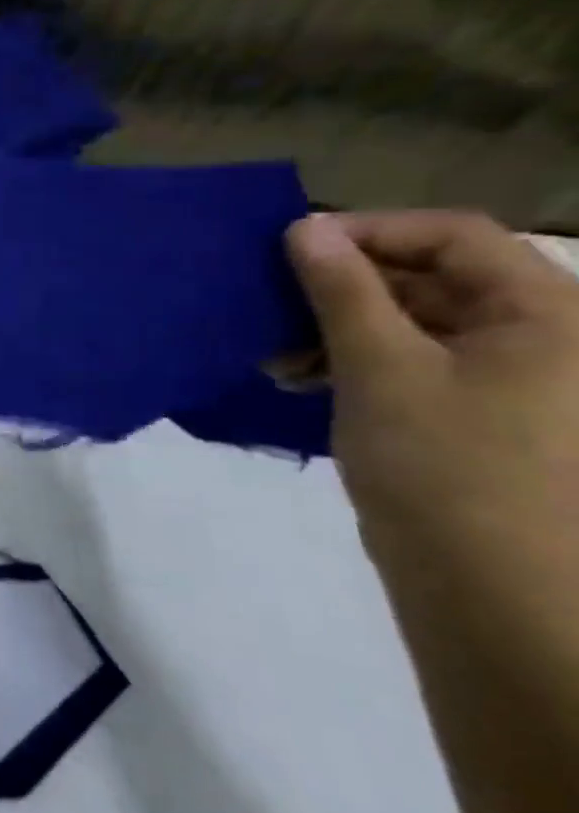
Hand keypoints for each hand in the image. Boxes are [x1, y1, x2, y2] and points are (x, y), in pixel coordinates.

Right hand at [285, 211, 578, 579]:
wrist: (492, 584)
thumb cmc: (445, 463)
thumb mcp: (381, 367)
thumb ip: (342, 291)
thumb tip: (304, 228)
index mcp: (544, 312)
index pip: (453, 235)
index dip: (368, 231)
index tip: (287, 250)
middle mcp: (536, 334)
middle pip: (430, 277)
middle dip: (340, 288)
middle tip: (269, 308)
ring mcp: (506, 377)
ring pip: (411, 322)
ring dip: (336, 328)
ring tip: (278, 357)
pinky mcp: (471, 412)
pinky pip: (408, 361)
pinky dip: (352, 361)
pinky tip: (300, 379)